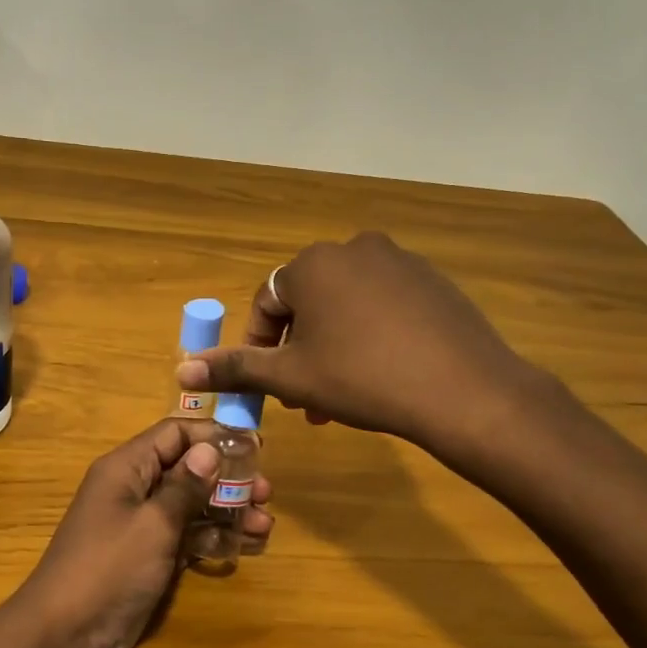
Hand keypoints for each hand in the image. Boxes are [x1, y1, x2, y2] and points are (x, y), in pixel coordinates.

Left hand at [14, 419, 273, 647]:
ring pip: (191, 506)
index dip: (214, 436)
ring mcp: (141, 526)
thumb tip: (210, 448)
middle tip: (266, 492)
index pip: (175, 434)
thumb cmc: (108, 570)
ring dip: (227, 512)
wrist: (63, 637)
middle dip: (227, 478)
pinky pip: (186, 537)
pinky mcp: (148, 558)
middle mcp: (134, 489)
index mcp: (126, 468)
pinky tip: (245, 547)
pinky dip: (213, 539)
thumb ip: (185, 486)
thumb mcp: (152, 524)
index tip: (256, 446)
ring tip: (265, 525)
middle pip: (187, 469)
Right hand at [176, 231, 560, 453]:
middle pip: (308, 305)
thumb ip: (236, 368)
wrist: (462, 390)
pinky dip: (370, 336)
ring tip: (339, 398)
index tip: (270, 385)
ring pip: (346, 308)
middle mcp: (353, 248)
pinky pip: (384, 306)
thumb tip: (183, 369)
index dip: (261, 347)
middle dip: (299, 353)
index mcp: (313, 263)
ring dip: (332, 349)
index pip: (267, 303)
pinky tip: (382, 375)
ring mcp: (399, 262)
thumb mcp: (291, 377)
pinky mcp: (433, 281)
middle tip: (305, 399)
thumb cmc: (361, 379)